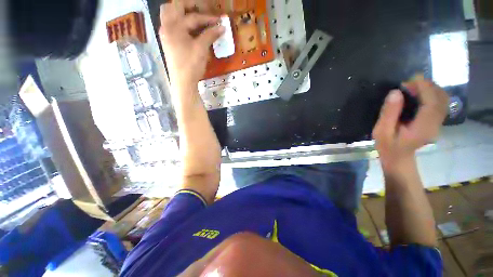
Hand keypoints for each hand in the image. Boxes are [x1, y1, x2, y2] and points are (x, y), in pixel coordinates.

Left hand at [159, 1, 223, 92]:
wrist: (183, 82)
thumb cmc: (191, 65)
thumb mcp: (202, 49)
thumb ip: (210, 35)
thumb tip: (222, 27)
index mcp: (174, 26)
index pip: (193, 17)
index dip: (208, 18)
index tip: (219, 21)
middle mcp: (167, 26)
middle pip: (174, 6)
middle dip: (189, 6)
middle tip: (202, 11)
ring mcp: (166, 34)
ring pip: (169, 14)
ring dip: (181, 12)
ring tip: (194, 17)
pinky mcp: (168, 41)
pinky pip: (171, 24)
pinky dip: (179, 21)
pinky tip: (189, 28)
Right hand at [372, 75, 448, 171]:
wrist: (398, 157)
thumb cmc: (387, 146)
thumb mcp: (382, 131)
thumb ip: (389, 113)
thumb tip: (395, 92)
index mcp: (422, 128)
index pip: (432, 103)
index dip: (425, 88)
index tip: (412, 79)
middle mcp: (435, 124)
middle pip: (441, 99)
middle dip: (428, 86)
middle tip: (410, 82)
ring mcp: (437, 123)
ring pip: (443, 100)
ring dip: (431, 88)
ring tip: (414, 85)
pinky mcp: (435, 121)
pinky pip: (439, 103)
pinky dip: (432, 94)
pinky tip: (419, 93)